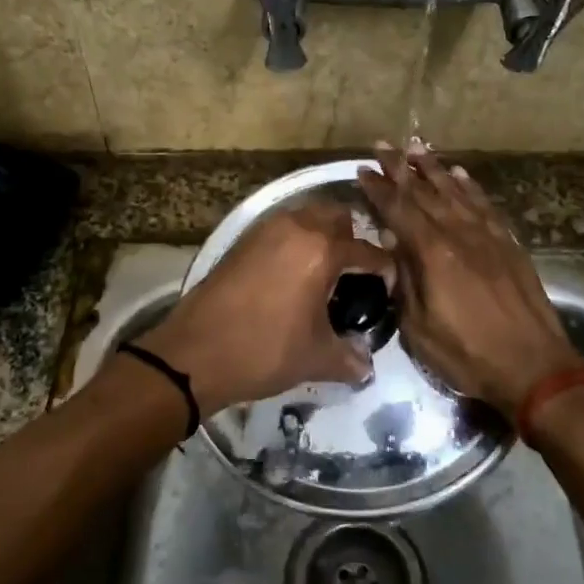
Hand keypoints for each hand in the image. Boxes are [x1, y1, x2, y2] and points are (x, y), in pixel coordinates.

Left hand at [138, 201, 394, 410]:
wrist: (194, 352)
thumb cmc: (263, 351)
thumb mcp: (315, 358)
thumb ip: (349, 358)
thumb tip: (366, 366)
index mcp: (322, 251)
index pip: (368, 251)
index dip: (385, 270)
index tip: (389, 287)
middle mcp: (296, 228)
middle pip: (337, 217)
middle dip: (352, 239)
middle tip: (353, 274)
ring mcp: (265, 230)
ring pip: (306, 217)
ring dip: (321, 236)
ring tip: (323, 273)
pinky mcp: (242, 240)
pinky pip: (280, 228)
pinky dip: (294, 241)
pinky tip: (291, 275)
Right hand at [356, 140, 583, 414]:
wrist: (534, 367)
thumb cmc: (468, 354)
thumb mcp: (419, 328)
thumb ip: (404, 281)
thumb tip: (391, 243)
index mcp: (433, 253)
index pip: (398, 210)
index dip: (378, 188)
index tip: (362, 170)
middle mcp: (459, 234)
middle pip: (424, 192)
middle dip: (400, 168)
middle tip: (383, 146)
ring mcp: (487, 236)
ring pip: (455, 191)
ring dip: (433, 168)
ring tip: (416, 147)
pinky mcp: (508, 244)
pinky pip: (485, 205)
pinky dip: (469, 186)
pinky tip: (460, 174)